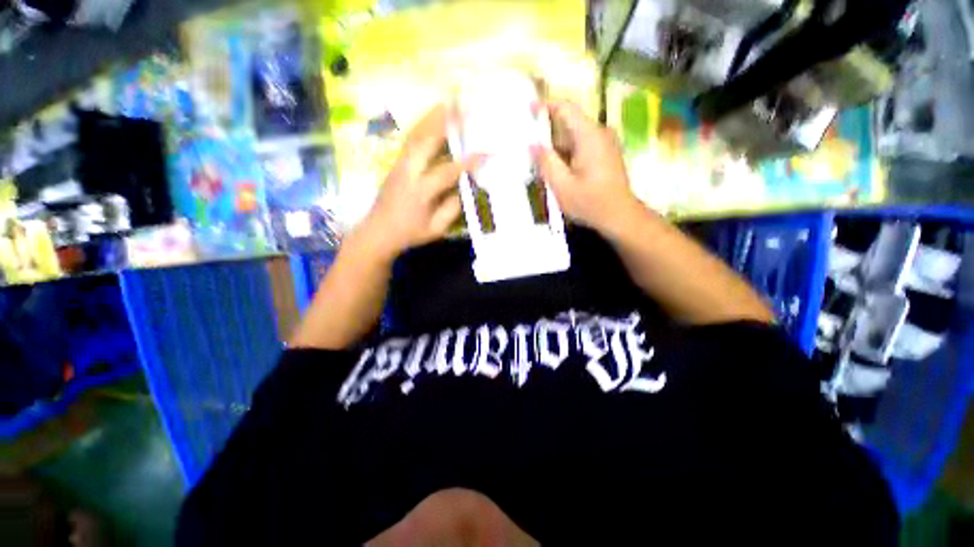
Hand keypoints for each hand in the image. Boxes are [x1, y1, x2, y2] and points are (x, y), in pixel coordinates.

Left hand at [357, 104, 479, 260]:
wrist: (378, 231)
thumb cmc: (409, 233)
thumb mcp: (435, 229)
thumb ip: (451, 209)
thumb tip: (464, 188)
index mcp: (420, 192)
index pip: (447, 172)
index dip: (467, 162)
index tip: (485, 153)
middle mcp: (408, 172)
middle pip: (426, 142)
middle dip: (445, 124)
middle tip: (462, 108)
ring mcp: (399, 164)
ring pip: (416, 136)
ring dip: (431, 118)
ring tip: (447, 103)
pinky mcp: (396, 163)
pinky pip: (410, 140)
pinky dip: (422, 126)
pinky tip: (431, 118)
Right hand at [533, 99, 639, 232]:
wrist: (620, 217)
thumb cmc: (590, 203)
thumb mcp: (562, 186)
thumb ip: (546, 162)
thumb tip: (532, 144)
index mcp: (589, 136)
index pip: (566, 108)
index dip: (545, 105)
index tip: (527, 110)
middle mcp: (599, 133)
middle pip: (569, 122)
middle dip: (547, 131)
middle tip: (528, 145)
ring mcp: (605, 143)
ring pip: (574, 136)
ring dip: (556, 145)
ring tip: (539, 160)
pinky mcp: (606, 154)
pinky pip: (581, 145)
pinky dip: (566, 153)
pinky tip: (557, 169)